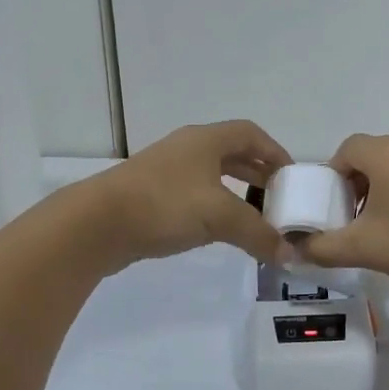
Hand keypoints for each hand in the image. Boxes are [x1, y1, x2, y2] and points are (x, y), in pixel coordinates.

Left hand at [84, 120, 292, 268]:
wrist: (97, 224)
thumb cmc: (165, 205)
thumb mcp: (221, 216)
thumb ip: (259, 234)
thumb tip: (290, 255)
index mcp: (206, 140)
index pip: (251, 134)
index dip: (275, 152)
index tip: (291, 177)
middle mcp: (187, 149)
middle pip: (232, 153)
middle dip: (258, 173)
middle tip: (278, 198)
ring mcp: (166, 172)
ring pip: (212, 175)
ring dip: (236, 191)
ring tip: (254, 216)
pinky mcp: (151, 196)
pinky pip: (194, 195)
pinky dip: (214, 207)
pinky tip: (219, 229)